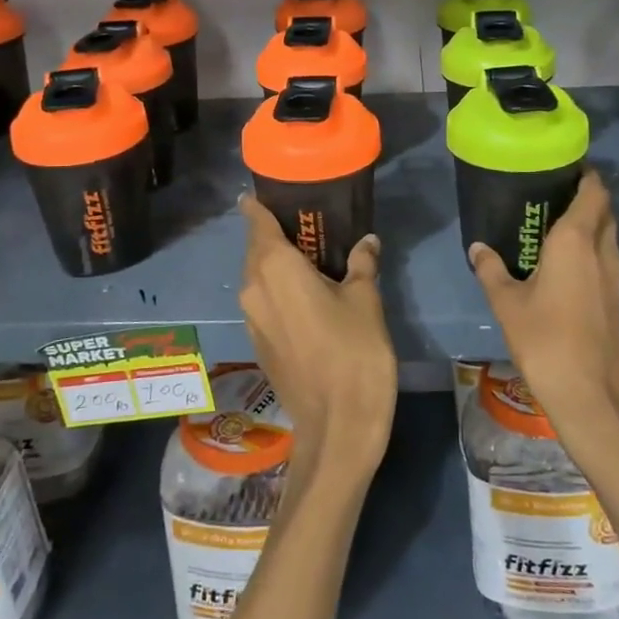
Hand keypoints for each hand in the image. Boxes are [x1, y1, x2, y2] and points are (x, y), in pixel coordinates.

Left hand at [237, 195, 396, 480]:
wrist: (337, 427)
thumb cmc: (353, 352)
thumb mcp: (366, 300)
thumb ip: (362, 264)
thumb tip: (366, 242)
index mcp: (274, 267)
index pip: (255, 220)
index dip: (258, 203)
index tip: (273, 191)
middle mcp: (253, 287)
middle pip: (256, 248)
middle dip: (275, 233)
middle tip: (308, 224)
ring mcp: (251, 318)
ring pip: (258, 276)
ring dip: (277, 264)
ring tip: (311, 257)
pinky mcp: (258, 343)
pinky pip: (263, 301)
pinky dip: (278, 290)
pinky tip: (308, 295)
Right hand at [469, 169, 618, 438]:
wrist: (590, 394)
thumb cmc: (545, 339)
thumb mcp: (506, 303)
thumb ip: (491, 270)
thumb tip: (478, 248)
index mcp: (576, 240)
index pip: (593, 191)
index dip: (584, 174)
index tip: (562, 166)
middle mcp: (603, 250)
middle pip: (604, 209)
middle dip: (585, 195)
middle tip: (552, 193)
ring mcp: (616, 276)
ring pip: (609, 234)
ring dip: (591, 222)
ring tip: (555, 222)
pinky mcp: (618, 298)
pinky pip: (607, 257)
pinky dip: (592, 247)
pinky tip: (565, 262)